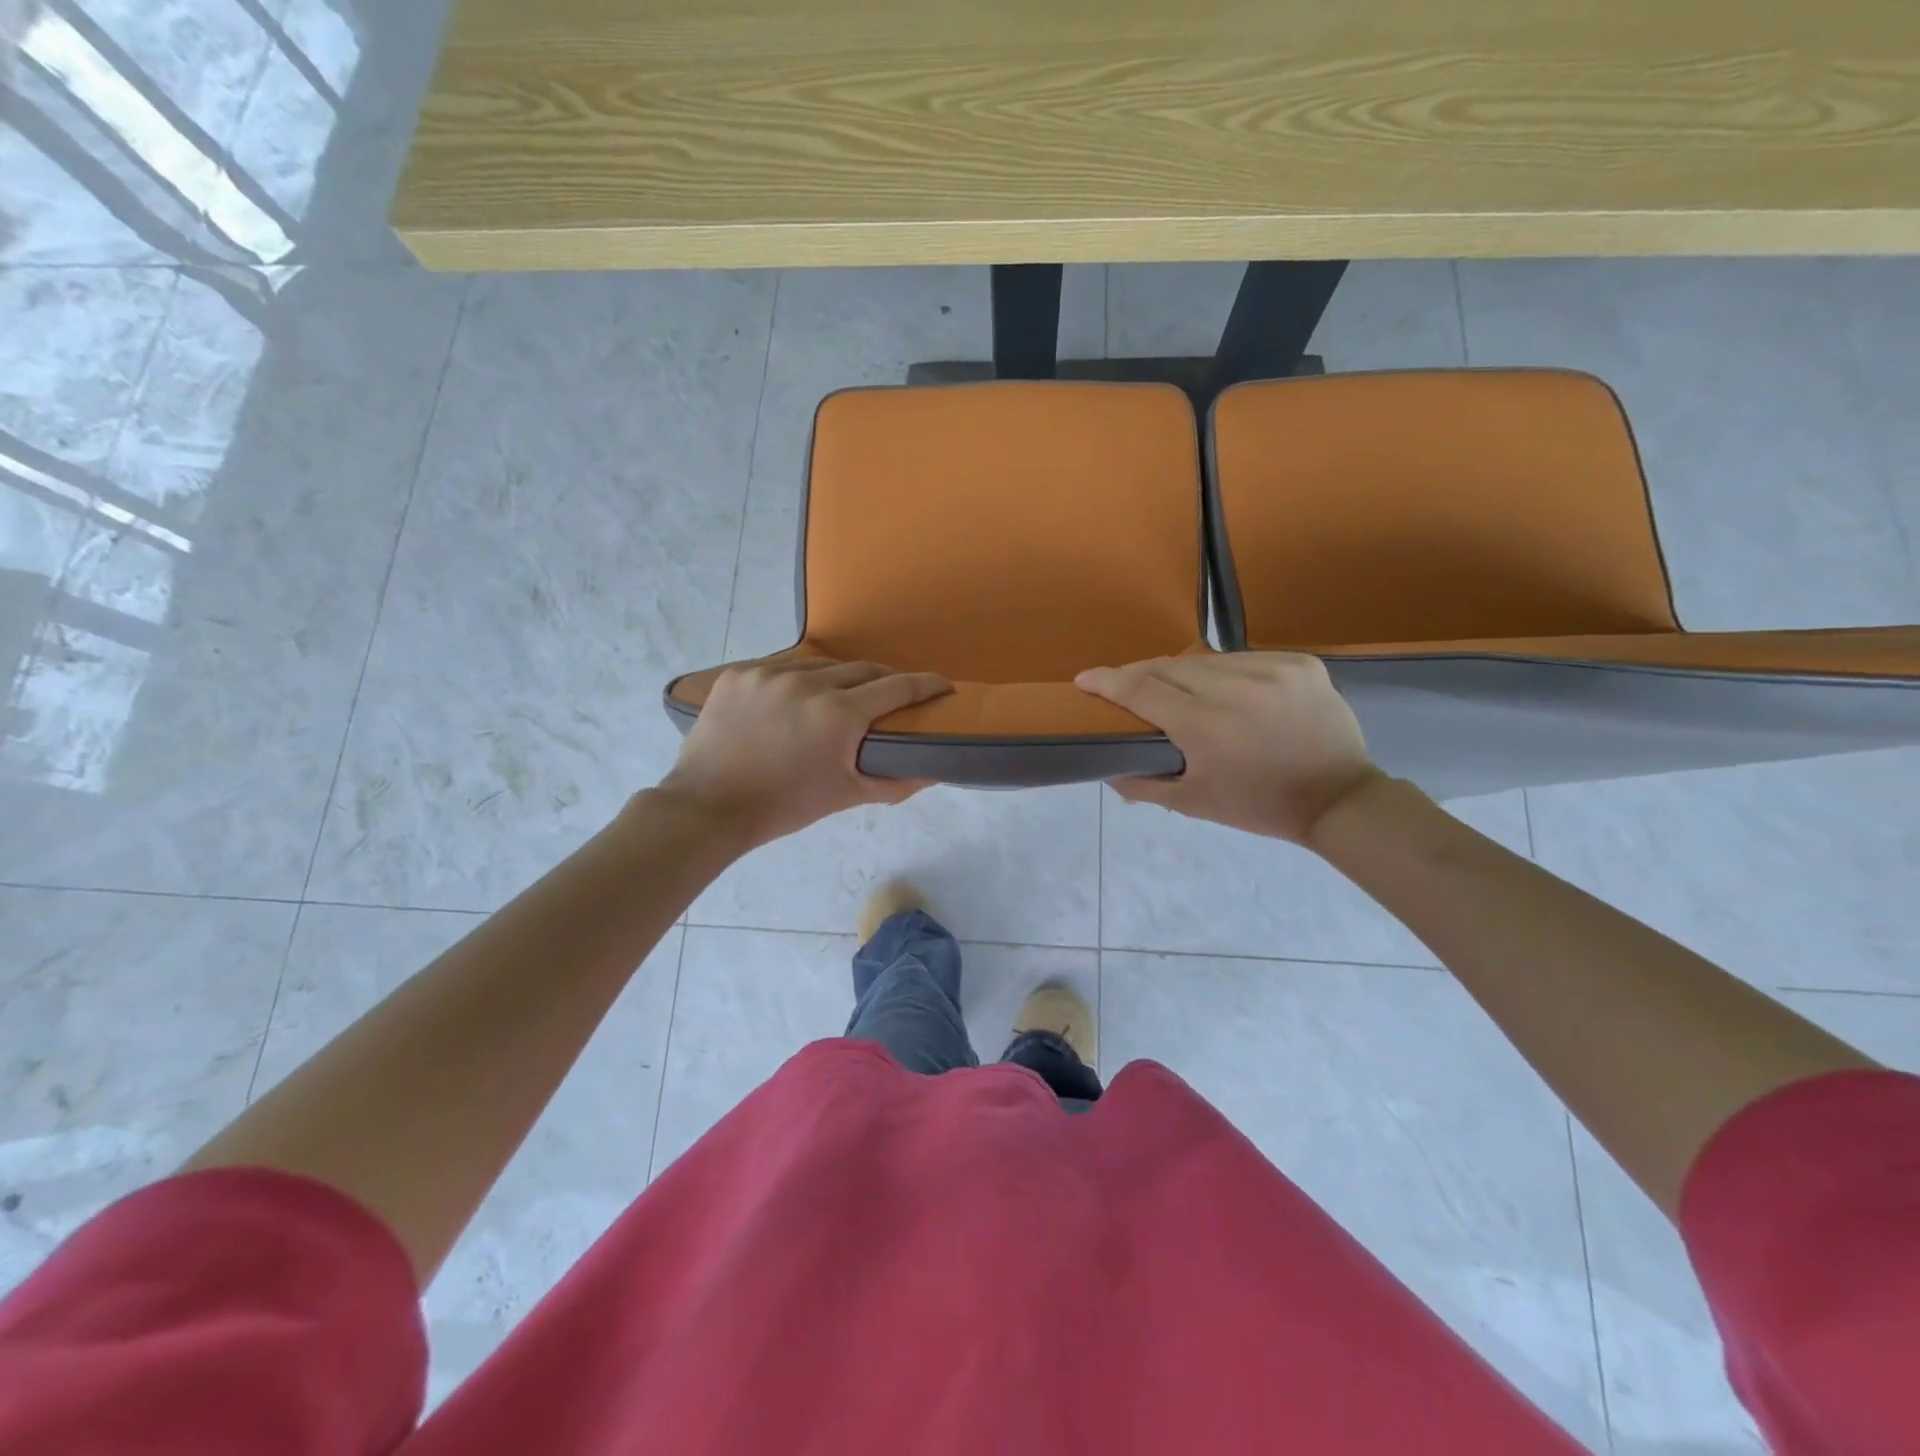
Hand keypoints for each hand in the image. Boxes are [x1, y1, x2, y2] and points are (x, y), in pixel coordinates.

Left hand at [660, 657, 951, 847]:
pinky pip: (781, 666)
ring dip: (840, 677)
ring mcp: (768, 673)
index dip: (926, 684)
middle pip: (862, 669)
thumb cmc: (785, 806)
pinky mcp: (739, 673)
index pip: (897, 687)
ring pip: (820, 664)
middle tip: (894, 696)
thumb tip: (935, 772)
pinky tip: (797, 696)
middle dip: (885, 680)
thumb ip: (896, 781)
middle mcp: (807, 683)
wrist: (709, 807)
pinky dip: (798, 679)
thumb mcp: (846, 796)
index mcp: (839, 714)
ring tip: (843, 695)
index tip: (943, 685)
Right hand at [1075, 653, 1381, 843]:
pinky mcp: (1299, 663)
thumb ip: (1142, 784)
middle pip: (1167, 667)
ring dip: (1180, 672)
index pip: (1141, 689)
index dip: (1108, 682)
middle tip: (1123, 687)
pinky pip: (1242, 659)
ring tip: (1173, 690)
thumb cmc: (1259, 806)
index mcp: (1205, 725)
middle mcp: (1235, 688)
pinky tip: (1221, 689)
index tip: (1084, 679)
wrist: (1338, 799)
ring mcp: (1272, 670)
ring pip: (1205, 660)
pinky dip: (1222, 672)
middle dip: (1138, 675)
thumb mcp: (1194, 803)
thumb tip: (1106, 769)